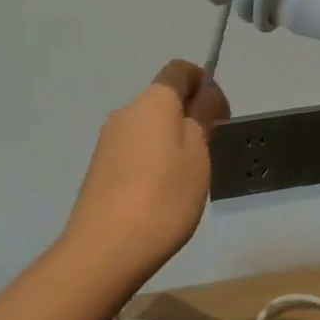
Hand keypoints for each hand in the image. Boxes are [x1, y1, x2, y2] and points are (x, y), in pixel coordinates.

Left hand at [61, 61, 230, 288]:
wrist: (104, 249)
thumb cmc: (163, 197)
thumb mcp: (198, 156)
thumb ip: (202, 118)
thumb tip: (204, 94)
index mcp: (153, 100)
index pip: (179, 70)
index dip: (203, 82)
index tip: (220, 113)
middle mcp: (126, 111)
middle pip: (163, 97)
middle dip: (189, 113)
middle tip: (210, 150)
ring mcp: (108, 140)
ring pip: (148, 125)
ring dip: (171, 138)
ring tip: (187, 178)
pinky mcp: (99, 167)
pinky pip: (134, 148)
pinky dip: (152, 157)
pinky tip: (160, 193)